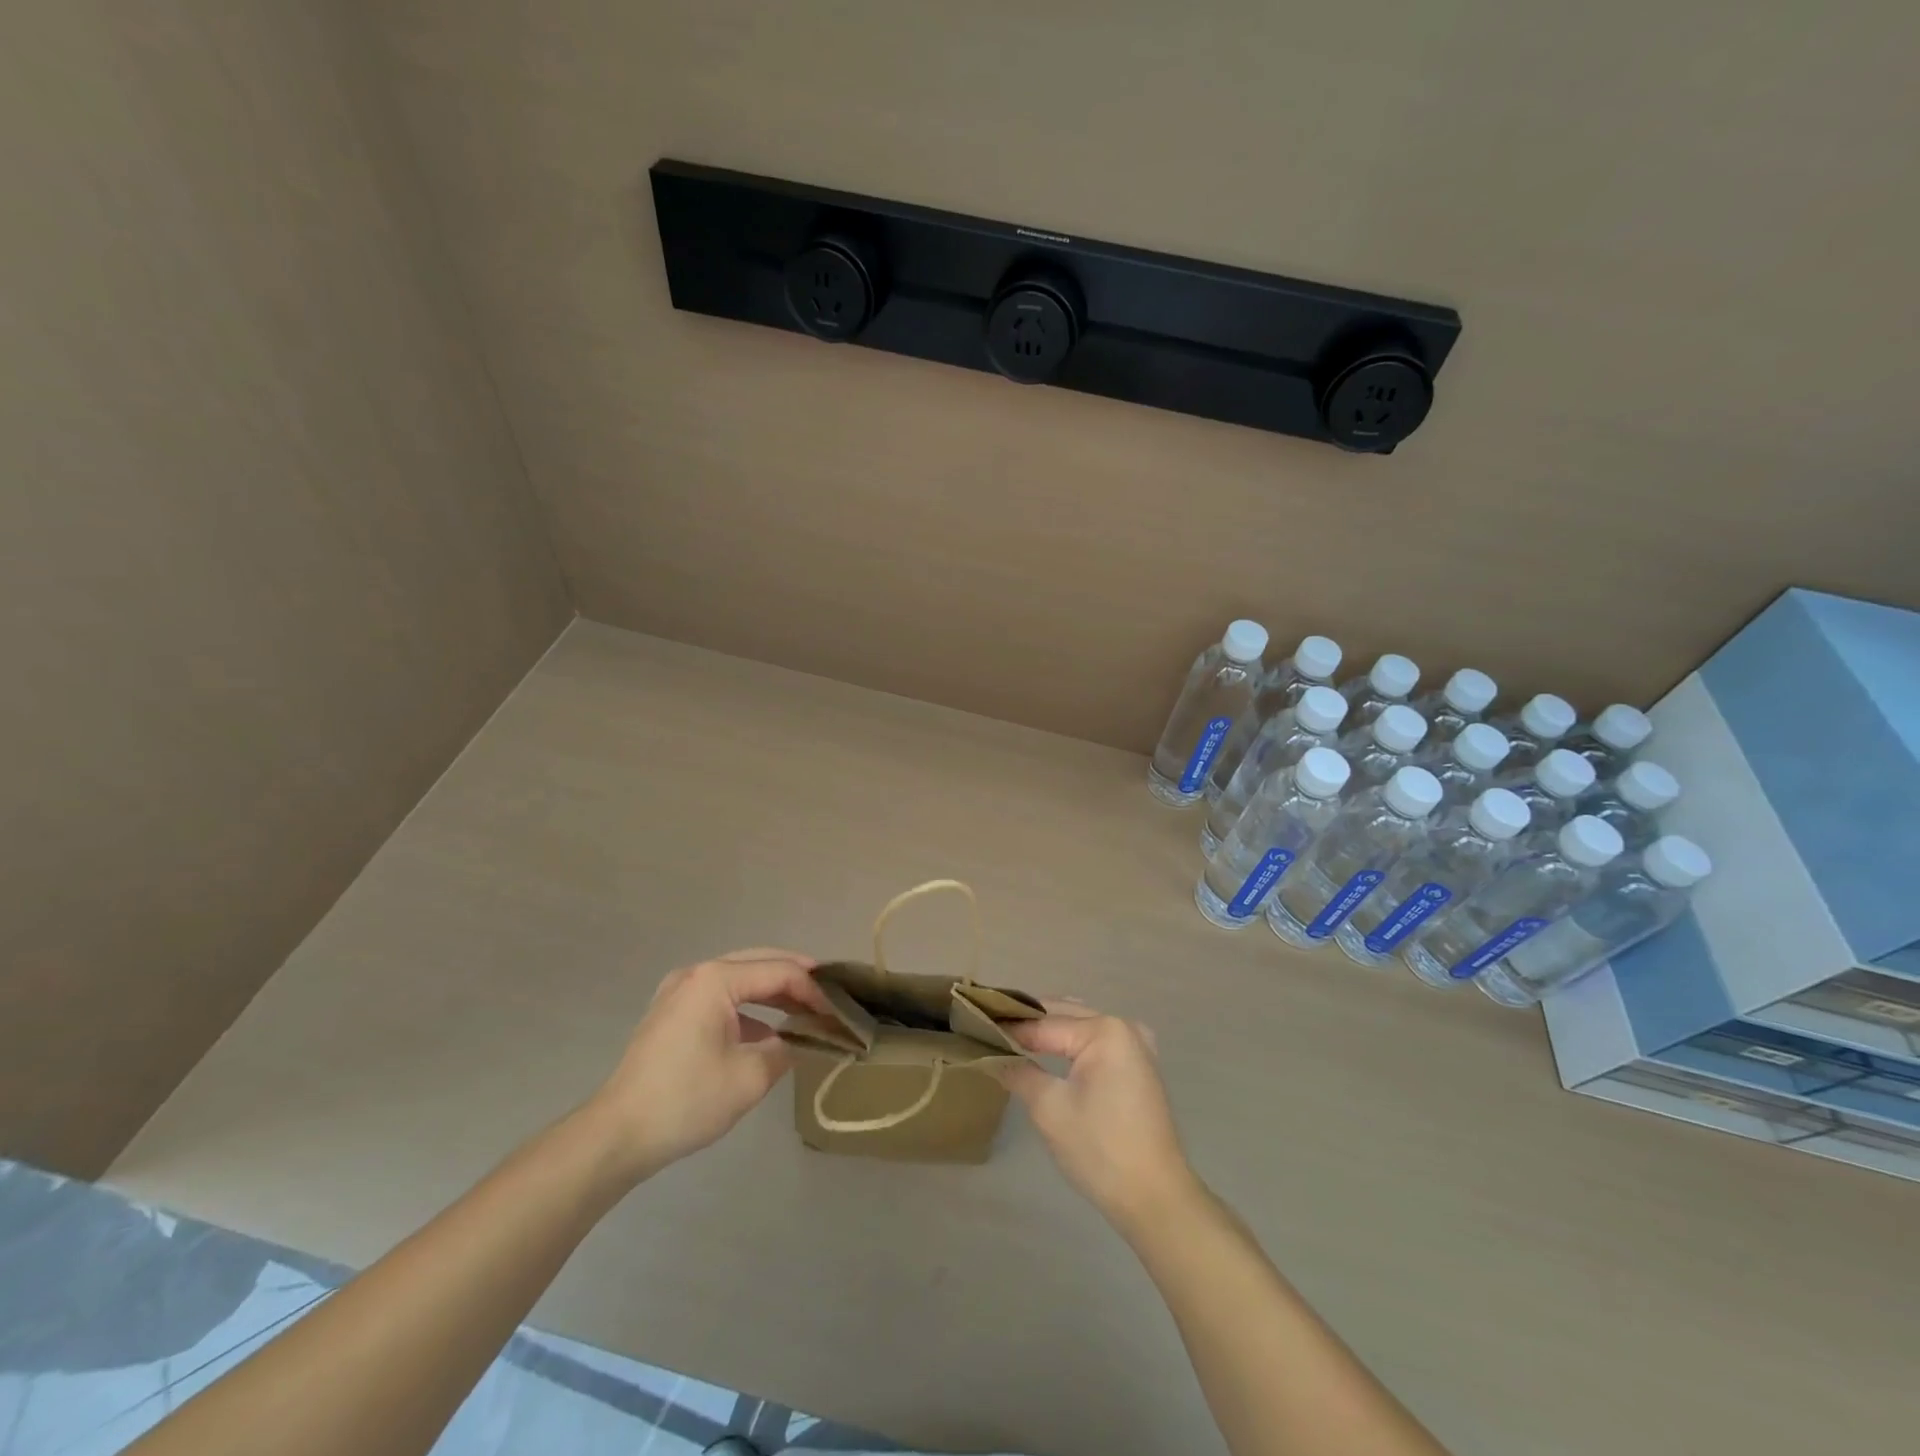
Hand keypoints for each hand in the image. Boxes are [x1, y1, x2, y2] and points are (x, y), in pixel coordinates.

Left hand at [585, 948, 829, 1179]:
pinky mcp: (671, 1013)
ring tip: (805, 1009)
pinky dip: (748, 1007)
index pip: (779, 972)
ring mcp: (679, 991)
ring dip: (773, 991)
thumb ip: (787, 1048)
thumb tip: (806, 1039)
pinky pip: (720, 996)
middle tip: (830, 994)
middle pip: (759, 962)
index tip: (839, 1013)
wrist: (616, 1135)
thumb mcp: (750, 1077)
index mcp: (716, 980)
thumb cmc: (686, 1101)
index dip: (814, 990)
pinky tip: (768, 1031)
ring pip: (739, 978)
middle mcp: (697, 973)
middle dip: (796, 977)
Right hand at [1001, 1001, 1199, 1234]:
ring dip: (1048, 1029)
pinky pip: (1097, 1041)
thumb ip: (1018, 1072)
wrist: (1155, 1198)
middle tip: (987, 1027)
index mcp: (1104, 1030)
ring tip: (1010, 1037)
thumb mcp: (1049, 1109)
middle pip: (1064, 1015)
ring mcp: (1136, 1045)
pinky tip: (1047, 1050)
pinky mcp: (1139, 1066)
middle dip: (1027, 1022)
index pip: (1043, 1023)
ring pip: (1080, 1025)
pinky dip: (1071, 1042)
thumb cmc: (1100, 1150)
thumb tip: (991, 1054)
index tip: (975, 1025)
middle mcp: (1124, 1026)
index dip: (1008, 1027)